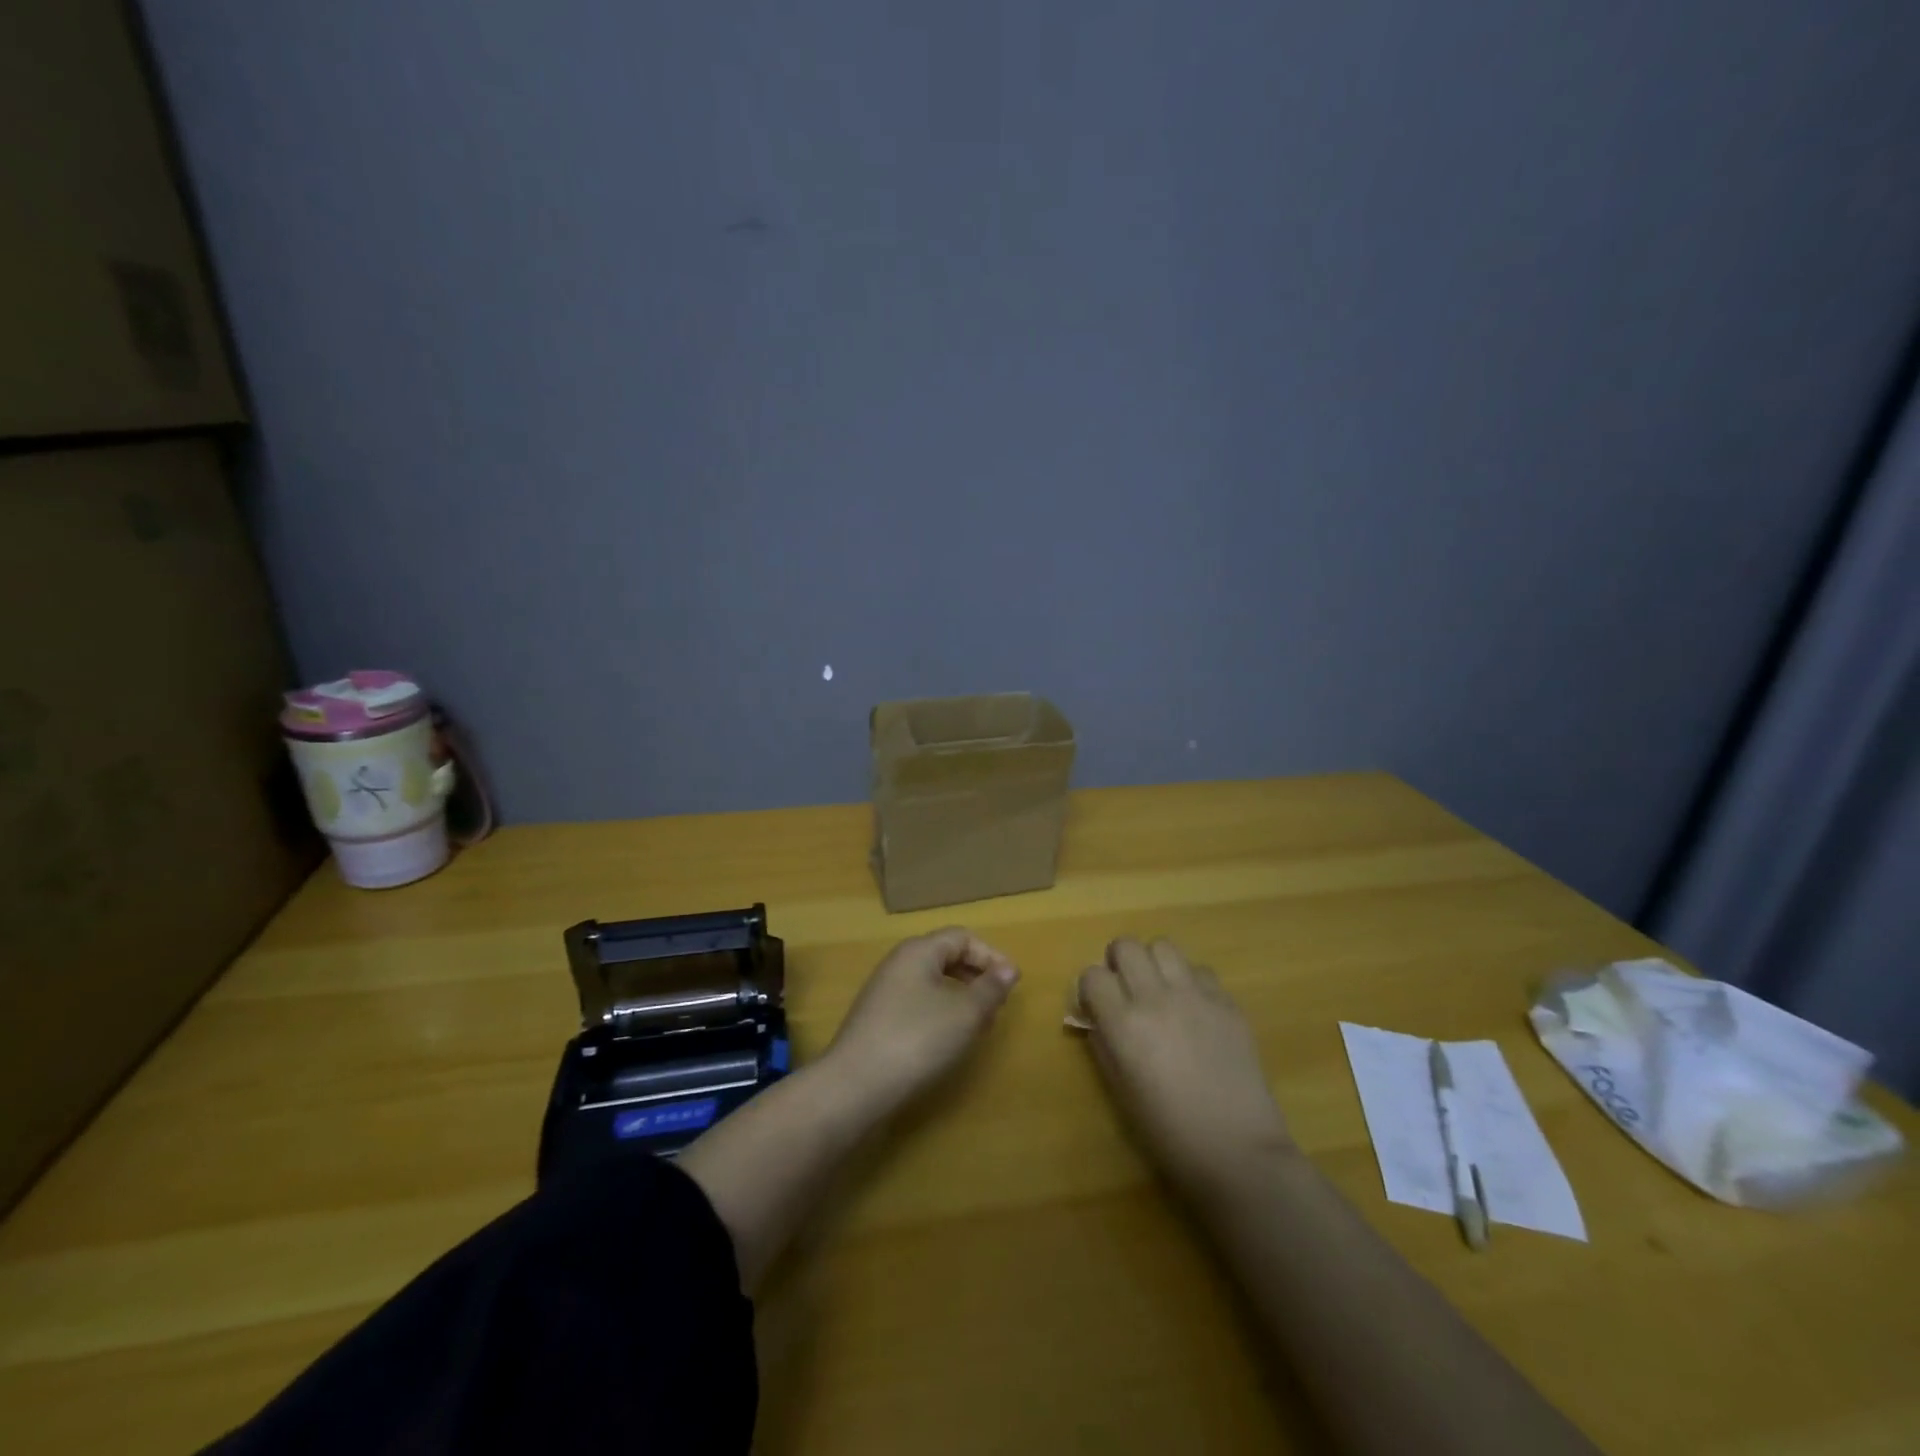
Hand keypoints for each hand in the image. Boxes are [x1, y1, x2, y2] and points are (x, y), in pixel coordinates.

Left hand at [824, 928, 1019, 1112]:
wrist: (855, 1086)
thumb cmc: (917, 1039)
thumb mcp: (965, 1013)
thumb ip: (990, 988)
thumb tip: (1008, 969)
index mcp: (918, 951)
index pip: (962, 937)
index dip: (991, 955)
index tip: (1012, 983)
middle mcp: (899, 963)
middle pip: (945, 957)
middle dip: (976, 977)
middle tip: (998, 1005)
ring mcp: (884, 992)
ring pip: (932, 983)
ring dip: (960, 998)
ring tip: (979, 1026)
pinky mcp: (878, 1020)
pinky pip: (918, 1004)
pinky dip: (940, 1014)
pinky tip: (949, 1041)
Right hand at [1077, 938, 1293, 1192]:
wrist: (1237, 1151)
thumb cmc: (1168, 1133)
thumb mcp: (1120, 1090)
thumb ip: (1104, 1043)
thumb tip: (1097, 1016)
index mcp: (1124, 1024)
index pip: (1092, 975)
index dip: (1091, 988)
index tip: (1097, 1005)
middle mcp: (1156, 998)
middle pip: (1126, 945)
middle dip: (1119, 963)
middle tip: (1126, 989)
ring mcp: (1195, 996)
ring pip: (1163, 946)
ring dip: (1154, 963)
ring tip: (1161, 990)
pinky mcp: (1227, 1002)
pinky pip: (1200, 970)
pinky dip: (1190, 982)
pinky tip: (1195, 1010)